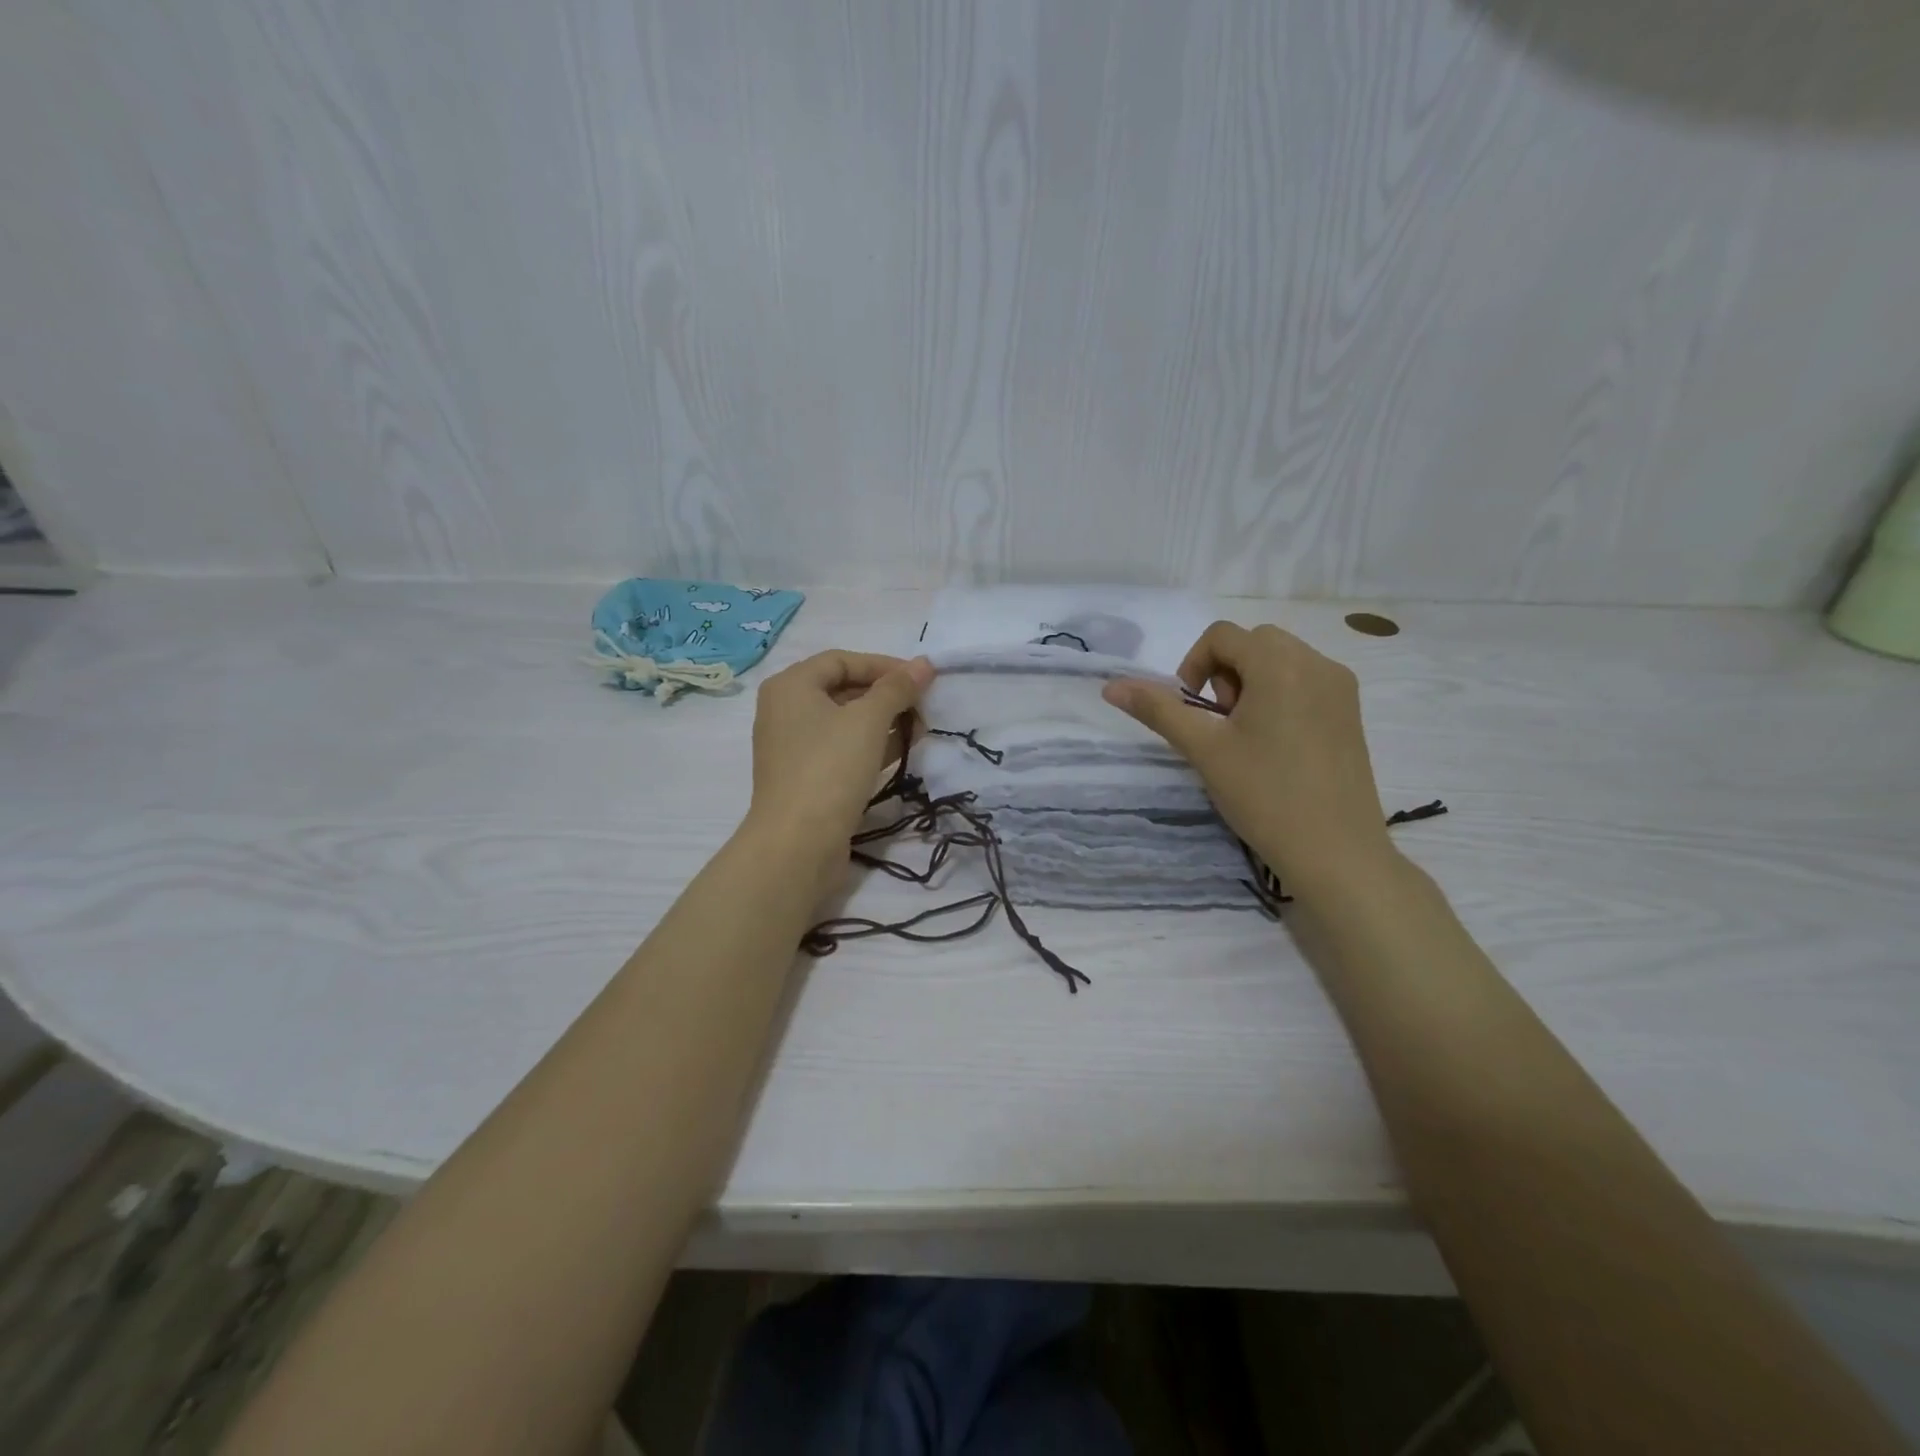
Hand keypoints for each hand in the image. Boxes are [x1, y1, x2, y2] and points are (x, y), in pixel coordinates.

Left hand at [745, 650, 932, 866]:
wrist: (797, 844)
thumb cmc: (830, 768)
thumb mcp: (869, 720)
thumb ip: (897, 688)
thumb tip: (924, 663)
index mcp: (790, 686)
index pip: (842, 660)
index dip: (883, 665)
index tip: (920, 680)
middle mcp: (785, 711)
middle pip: (843, 690)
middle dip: (887, 696)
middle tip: (923, 708)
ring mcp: (793, 747)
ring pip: (845, 722)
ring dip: (884, 722)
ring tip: (920, 731)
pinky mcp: (805, 778)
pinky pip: (841, 750)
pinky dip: (870, 747)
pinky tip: (901, 752)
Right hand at [1102, 622, 1391, 896]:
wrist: (1335, 852)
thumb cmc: (1264, 795)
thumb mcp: (1204, 749)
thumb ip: (1158, 710)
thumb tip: (1111, 686)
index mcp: (1280, 664)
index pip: (1222, 635)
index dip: (1194, 665)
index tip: (1193, 710)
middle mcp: (1317, 663)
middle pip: (1254, 642)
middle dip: (1225, 671)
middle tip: (1221, 723)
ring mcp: (1340, 687)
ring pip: (1281, 660)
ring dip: (1251, 682)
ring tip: (1247, 735)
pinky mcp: (1351, 711)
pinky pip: (1305, 680)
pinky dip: (1279, 694)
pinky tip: (1275, 744)